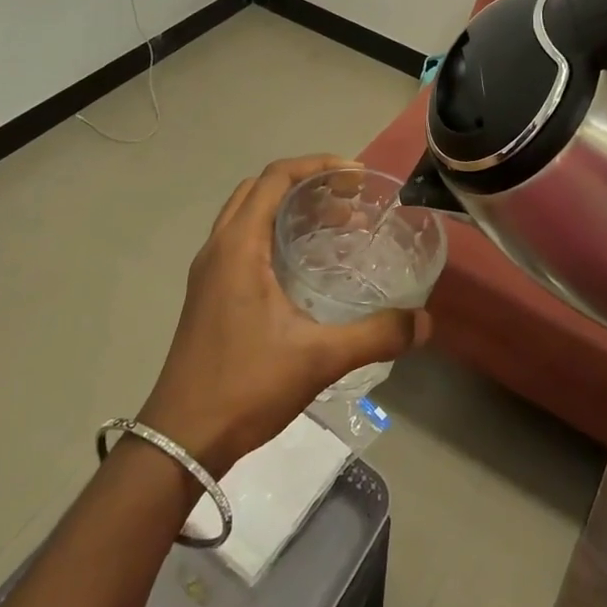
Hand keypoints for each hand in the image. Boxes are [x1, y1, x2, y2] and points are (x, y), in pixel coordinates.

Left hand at [136, 155, 430, 475]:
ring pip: (249, 216)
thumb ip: (376, 335)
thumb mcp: (319, 358)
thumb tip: (425, 321)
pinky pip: (243, 241)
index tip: (356, 177)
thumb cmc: (245, 386)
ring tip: (336, 227)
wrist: (180, 440)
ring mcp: (209, 273)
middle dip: (307, 184)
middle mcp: (218, 249)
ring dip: (289, 209)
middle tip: (350, 200)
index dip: (317, 166)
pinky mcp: (209, 295)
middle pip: (260, 190)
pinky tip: (307, 266)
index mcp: (238, 247)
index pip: (275, 178)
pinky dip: (276, 234)